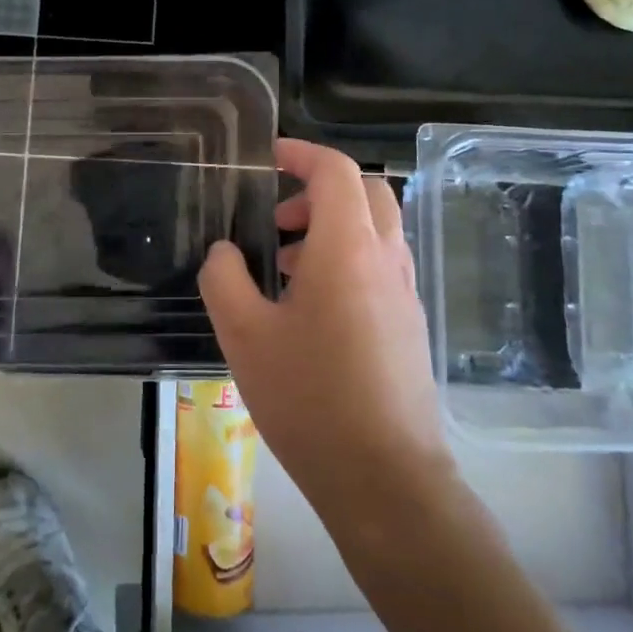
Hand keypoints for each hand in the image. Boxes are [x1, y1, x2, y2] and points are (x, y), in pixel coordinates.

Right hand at [199, 139, 455, 540]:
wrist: (385, 478)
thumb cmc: (309, 398)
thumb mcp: (244, 335)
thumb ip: (223, 278)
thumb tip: (224, 251)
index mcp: (347, 248)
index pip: (336, 170)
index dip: (302, 153)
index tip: (269, 158)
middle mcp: (385, 258)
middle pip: (366, 192)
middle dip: (319, 190)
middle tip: (277, 218)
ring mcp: (404, 292)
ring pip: (376, 230)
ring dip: (332, 227)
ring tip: (283, 267)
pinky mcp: (409, 324)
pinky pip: (380, 265)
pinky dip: (347, 259)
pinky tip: (311, 308)